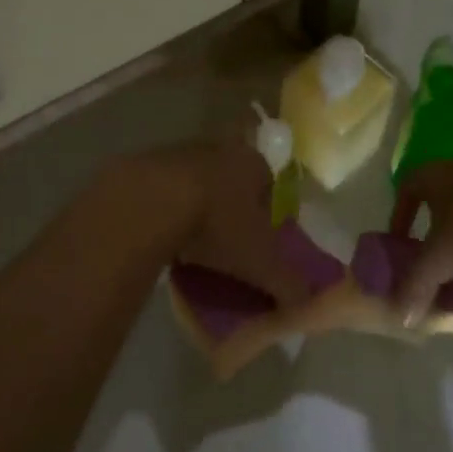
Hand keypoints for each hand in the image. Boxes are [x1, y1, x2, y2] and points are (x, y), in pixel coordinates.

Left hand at [97, 142, 311, 305]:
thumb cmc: (217, 224)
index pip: (270, 183)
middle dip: (232, 206)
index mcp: (253, 163)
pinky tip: (163, 235)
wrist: (150, 202)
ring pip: (198, 181)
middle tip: (228, 240)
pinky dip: (167, 209)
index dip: (269, 212)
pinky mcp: (146, 164)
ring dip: (198, 206)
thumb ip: (288, 283)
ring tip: (194, 242)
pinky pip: (164, 190)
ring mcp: (180, 152)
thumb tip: (306, 302)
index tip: (262, 240)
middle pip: (232, 178)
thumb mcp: (260, 262)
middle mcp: (220, 149)